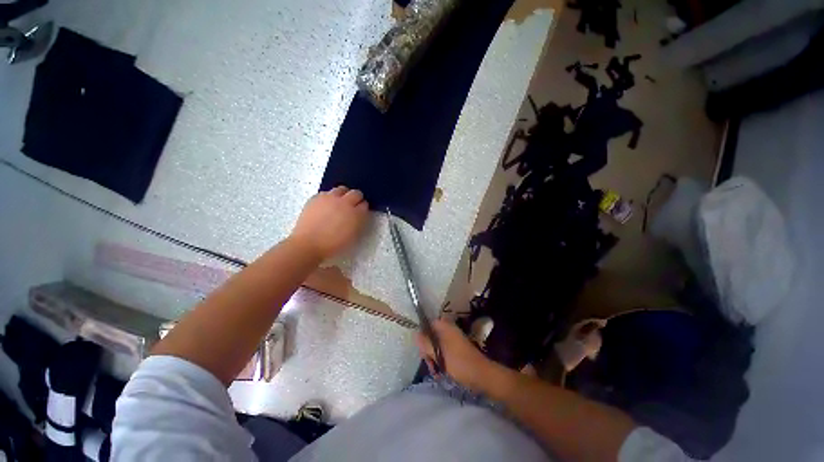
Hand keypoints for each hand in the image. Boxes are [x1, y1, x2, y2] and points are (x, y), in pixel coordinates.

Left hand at [290, 186, 368, 259]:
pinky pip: (327, 192)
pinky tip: (326, 206)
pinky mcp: (317, 198)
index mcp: (356, 214)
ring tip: (339, 203)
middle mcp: (345, 202)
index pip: (365, 205)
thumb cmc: (333, 245)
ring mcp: (330, 198)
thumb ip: (359, 223)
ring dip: (344, 195)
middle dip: (356, 198)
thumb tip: (360, 215)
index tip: (360, 213)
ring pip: (342, 189)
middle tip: (352, 206)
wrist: (308, 244)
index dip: (363, 209)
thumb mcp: (353, 236)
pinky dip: (329, 197)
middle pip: (356, 193)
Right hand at [416, 319, 502, 393]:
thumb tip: (415, 334)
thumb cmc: (459, 362)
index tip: (422, 348)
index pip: (429, 324)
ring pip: (437, 346)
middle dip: (428, 350)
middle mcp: (449, 331)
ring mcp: (453, 341)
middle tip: (429, 363)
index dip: (423, 334)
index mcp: (445, 327)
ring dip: (433, 358)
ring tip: (435, 371)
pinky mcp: (456, 351)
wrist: (481, 375)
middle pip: (431, 336)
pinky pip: (443, 353)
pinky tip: (440, 373)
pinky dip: (440, 361)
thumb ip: (426, 343)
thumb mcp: (439, 354)